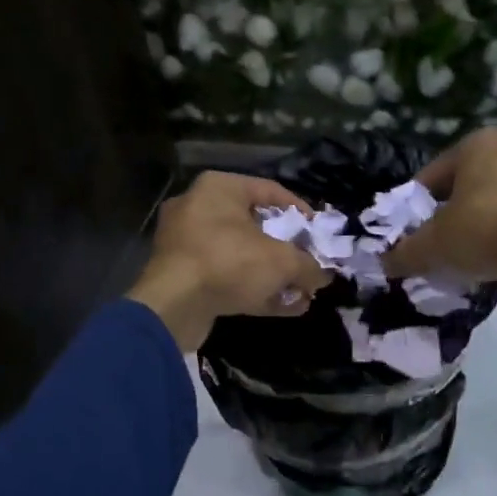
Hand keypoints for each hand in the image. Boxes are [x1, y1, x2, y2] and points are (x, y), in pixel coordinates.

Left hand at [126, 170, 332, 351]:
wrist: (173, 306)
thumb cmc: (229, 263)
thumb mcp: (281, 262)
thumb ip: (308, 266)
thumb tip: (324, 276)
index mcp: (219, 189)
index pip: (270, 190)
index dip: (300, 211)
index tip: (318, 232)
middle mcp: (199, 209)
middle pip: (255, 226)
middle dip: (287, 251)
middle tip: (309, 264)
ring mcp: (187, 244)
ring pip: (241, 256)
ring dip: (274, 276)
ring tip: (302, 293)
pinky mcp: (183, 276)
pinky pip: (226, 277)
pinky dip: (254, 290)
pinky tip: (285, 307)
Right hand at [381, 128, 496, 342]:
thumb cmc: (484, 228)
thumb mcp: (433, 245)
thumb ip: (404, 253)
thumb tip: (385, 263)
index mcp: (476, 144)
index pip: (431, 175)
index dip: (416, 207)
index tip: (410, 233)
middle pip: (466, 186)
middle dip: (451, 214)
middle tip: (438, 244)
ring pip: (495, 200)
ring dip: (480, 223)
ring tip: (467, 254)